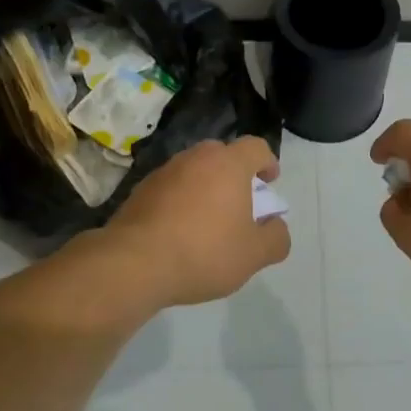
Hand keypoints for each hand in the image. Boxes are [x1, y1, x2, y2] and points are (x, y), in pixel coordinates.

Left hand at [102, 137, 290, 306]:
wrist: (134, 263)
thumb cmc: (204, 252)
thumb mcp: (253, 255)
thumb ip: (276, 238)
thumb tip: (276, 226)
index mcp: (229, 164)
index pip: (256, 147)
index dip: (268, 162)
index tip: (269, 183)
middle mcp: (196, 157)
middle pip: (223, 155)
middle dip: (235, 175)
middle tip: (240, 204)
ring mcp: (165, 171)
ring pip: (195, 170)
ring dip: (206, 187)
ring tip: (208, 221)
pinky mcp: (141, 189)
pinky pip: (171, 187)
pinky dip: (181, 200)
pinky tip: (179, 231)